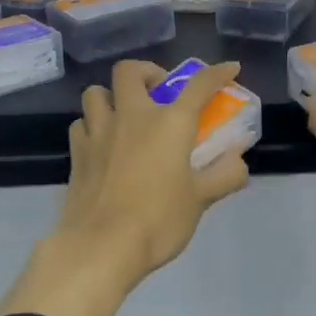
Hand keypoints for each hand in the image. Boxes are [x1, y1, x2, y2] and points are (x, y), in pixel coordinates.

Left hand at [49, 59, 251, 286]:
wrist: (101, 246)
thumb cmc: (158, 220)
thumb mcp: (200, 200)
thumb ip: (224, 175)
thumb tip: (238, 160)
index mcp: (169, 123)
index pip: (199, 85)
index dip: (217, 73)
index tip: (229, 68)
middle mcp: (132, 116)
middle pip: (130, 71)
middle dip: (147, 72)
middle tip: (158, 92)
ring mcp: (99, 132)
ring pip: (97, 92)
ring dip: (112, 96)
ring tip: (124, 115)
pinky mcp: (77, 152)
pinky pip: (81, 124)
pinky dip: (92, 125)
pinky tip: (102, 143)